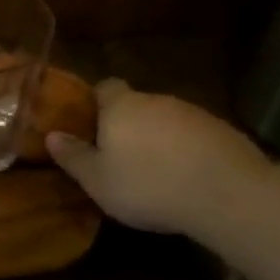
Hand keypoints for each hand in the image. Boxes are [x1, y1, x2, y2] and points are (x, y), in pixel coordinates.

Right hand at [47, 79, 274, 239]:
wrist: (227, 193)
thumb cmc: (149, 185)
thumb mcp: (98, 181)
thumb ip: (73, 157)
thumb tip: (52, 135)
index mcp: (121, 105)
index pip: (104, 86)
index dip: (96, 103)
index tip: (90, 127)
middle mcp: (156, 100)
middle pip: (136, 105)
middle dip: (128, 126)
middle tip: (120, 158)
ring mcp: (193, 113)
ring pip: (166, 121)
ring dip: (159, 140)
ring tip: (156, 174)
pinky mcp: (223, 131)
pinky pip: (194, 136)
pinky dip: (187, 152)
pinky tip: (188, 179)